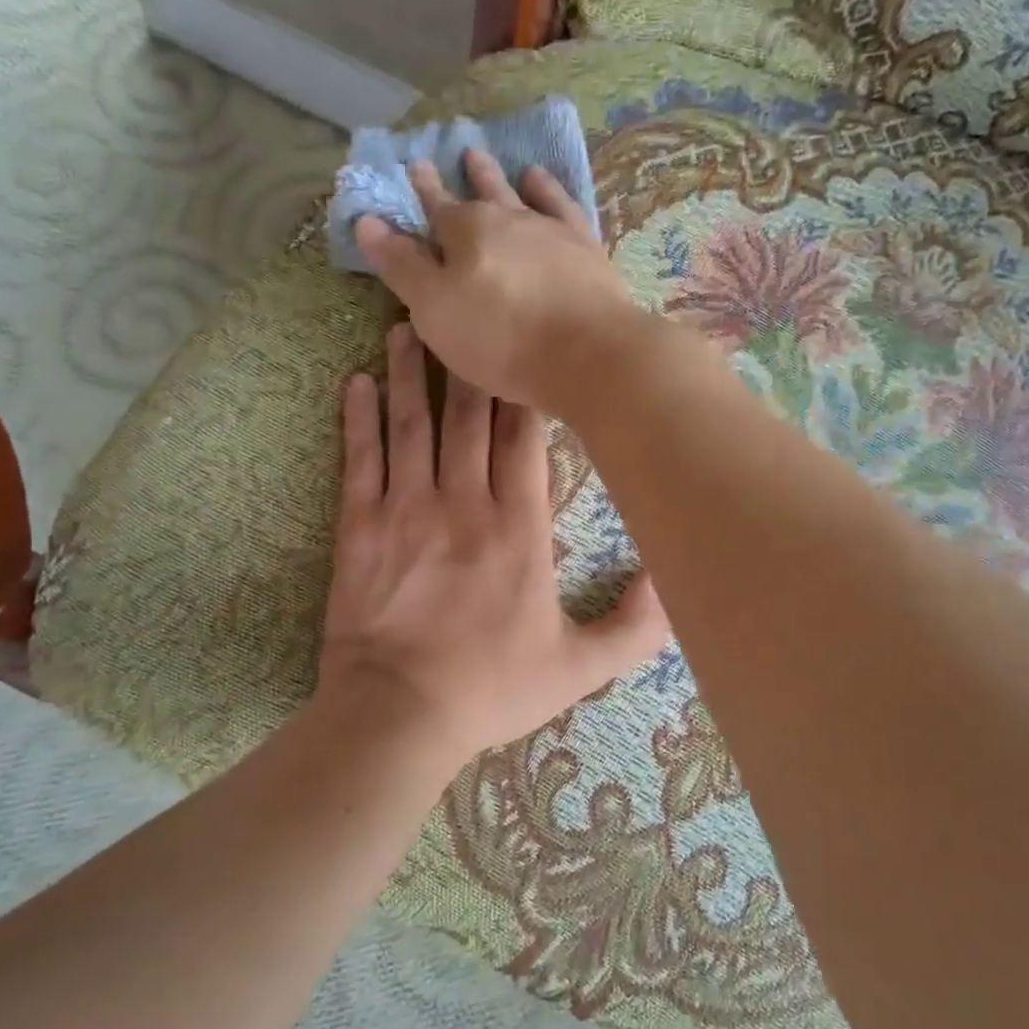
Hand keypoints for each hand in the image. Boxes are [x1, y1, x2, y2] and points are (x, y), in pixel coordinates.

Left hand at [315, 321, 670, 769]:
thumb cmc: (491, 689)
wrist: (399, 714)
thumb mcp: (579, 668)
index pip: (523, 439)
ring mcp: (407, 510)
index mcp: (519, 527)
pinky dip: (358, 419)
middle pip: (467, 417)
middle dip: (466, 363)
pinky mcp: (359, 527)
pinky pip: (360, 460)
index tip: (519, 346)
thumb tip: (673, 583)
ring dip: (408, 373)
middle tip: (460, 314)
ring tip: (405, 327)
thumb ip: (635, 627)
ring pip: (411, 425)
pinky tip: (356, 384)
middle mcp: (465, 503)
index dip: (521, 389)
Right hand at [354, 149, 650, 413]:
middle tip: (464, 151)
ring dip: (507, 178)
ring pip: (523, 194)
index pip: (435, 206)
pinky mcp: (586, 248)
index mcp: (465, 231)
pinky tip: (545, 184)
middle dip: (468, 176)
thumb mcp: (435, 310)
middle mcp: (508, 218)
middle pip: (482, 193)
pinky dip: (551, 192)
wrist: (586, 353)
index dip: (423, 190)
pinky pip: (564, 207)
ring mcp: (551, 230)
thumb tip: (366, 221)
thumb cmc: (500, 338)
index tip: (415, 166)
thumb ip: (402, 266)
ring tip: (500, 160)